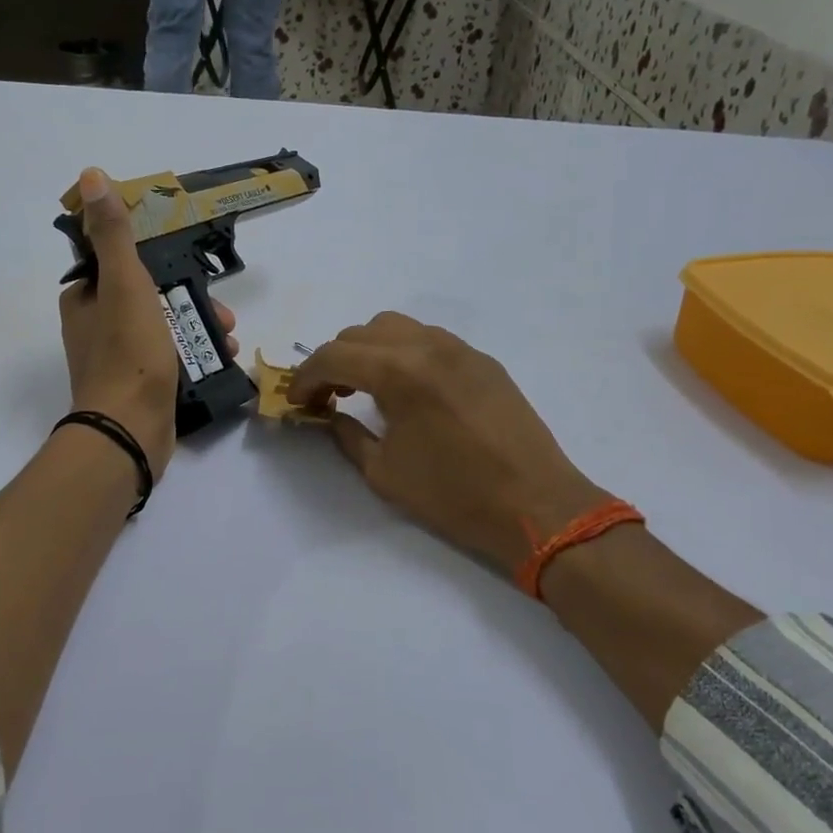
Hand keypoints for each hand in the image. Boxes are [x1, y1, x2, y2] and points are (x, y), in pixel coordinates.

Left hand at [59, 168, 236, 478]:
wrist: (129, 432)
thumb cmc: (127, 354)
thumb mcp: (125, 284)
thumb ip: (114, 234)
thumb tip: (91, 177)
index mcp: (85, 300)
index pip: (120, 264)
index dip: (158, 262)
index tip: (190, 267)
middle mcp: (97, 328)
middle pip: (150, 298)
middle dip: (191, 300)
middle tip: (221, 311)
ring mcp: (120, 361)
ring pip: (165, 329)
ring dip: (201, 328)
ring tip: (230, 337)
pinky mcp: (140, 388)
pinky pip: (172, 360)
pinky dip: (198, 356)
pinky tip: (224, 360)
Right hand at [289, 313, 609, 572]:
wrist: (536, 505)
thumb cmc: (454, 495)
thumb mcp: (384, 472)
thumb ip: (347, 435)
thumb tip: (329, 415)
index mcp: (400, 373)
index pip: (334, 356)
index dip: (306, 377)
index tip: (297, 402)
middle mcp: (428, 346)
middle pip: (362, 333)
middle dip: (335, 360)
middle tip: (328, 397)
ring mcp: (461, 349)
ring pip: (397, 327)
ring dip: (369, 350)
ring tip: (366, 387)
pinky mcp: (484, 361)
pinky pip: (430, 340)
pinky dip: (404, 353)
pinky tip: (408, 390)